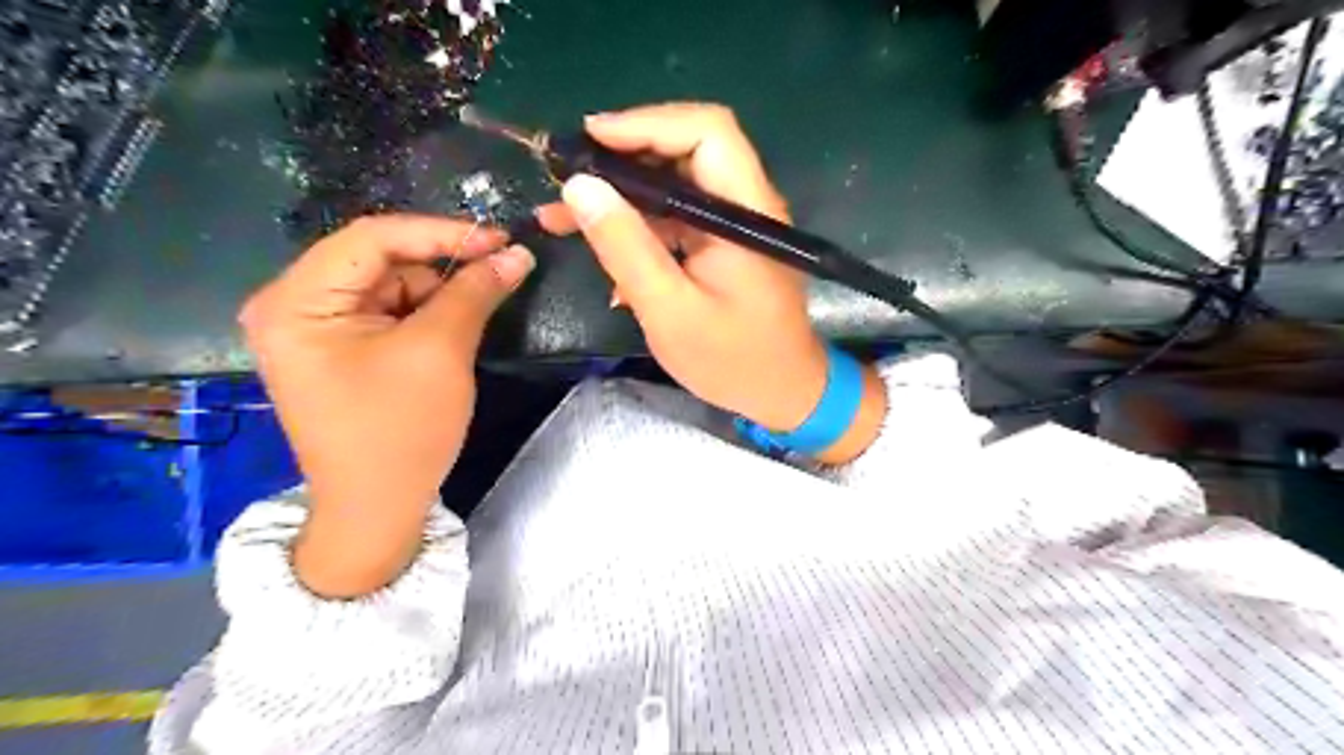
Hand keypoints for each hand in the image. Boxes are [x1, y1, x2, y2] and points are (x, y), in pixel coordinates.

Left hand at [239, 212, 532, 595]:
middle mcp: (294, 305)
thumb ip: (475, 291)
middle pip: (380, 260)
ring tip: (473, 319)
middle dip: (440, 268)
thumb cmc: (400, 431)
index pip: (372, 237)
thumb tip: (517, 253)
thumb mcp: (441, 352)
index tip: (500, 239)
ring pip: (390, 286)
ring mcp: (315, 330)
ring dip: (437, 295)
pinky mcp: (339, 350)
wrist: (377, 509)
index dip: (441, 232)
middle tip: (498, 275)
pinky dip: (426, 316)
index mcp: (296, 301)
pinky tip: (451, 335)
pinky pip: (388, 314)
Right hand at [541, 102, 889, 461]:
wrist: (782, 393)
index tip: (589, 141)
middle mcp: (745, 205)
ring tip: (563, 214)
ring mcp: (734, 224)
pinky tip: (601, 247)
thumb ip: (626, 248)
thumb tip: (580, 186)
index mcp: (746, 212)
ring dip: (621, 195)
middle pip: (685, 151)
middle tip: (566, 177)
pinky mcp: (722, 244)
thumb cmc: (732, 360)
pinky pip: (675, 217)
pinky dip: (637, 225)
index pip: (707, 132)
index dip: (647, 124)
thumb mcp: (670, 310)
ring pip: (673, 184)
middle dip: (622, 158)